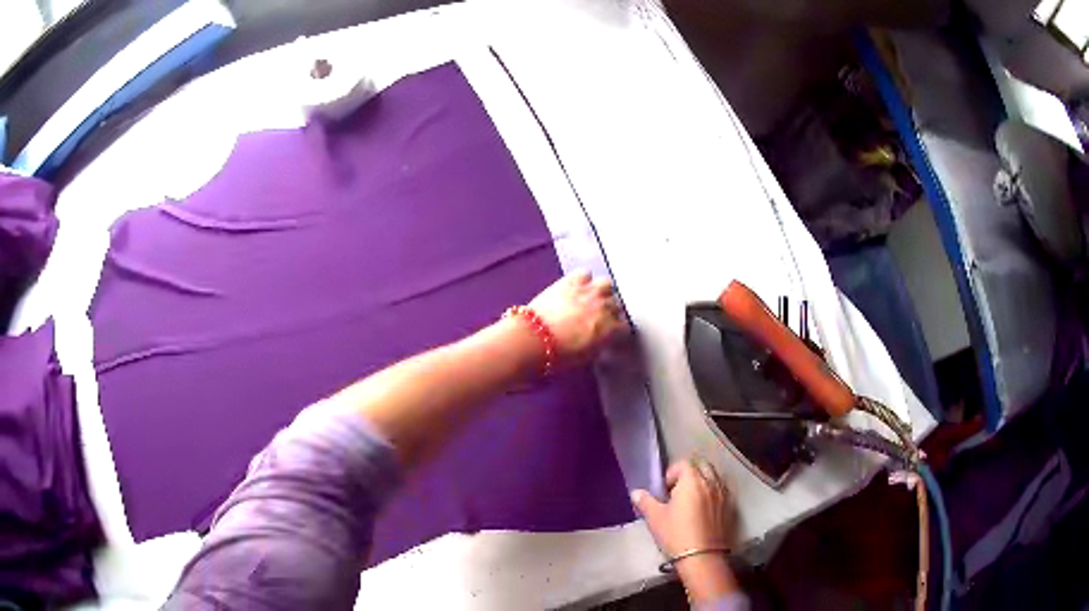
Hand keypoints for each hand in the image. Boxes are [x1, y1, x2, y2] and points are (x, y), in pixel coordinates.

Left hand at [528, 271, 626, 363]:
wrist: (534, 338)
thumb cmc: (559, 354)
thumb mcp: (586, 357)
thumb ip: (599, 346)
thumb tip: (600, 342)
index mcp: (611, 329)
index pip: (624, 326)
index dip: (616, 330)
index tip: (610, 333)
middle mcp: (605, 307)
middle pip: (616, 305)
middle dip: (609, 311)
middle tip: (598, 317)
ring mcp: (590, 291)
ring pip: (606, 284)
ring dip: (601, 291)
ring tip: (591, 299)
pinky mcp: (572, 281)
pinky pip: (585, 273)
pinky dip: (582, 280)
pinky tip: (576, 287)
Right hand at [632, 459, 738, 601]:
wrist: (702, 557)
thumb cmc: (676, 534)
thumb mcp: (655, 518)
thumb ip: (645, 502)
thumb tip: (636, 492)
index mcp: (692, 481)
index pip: (683, 464)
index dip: (672, 473)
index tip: (664, 489)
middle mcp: (710, 483)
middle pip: (702, 466)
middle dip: (690, 474)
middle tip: (678, 491)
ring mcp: (723, 495)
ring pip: (714, 478)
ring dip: (703, 483)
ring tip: (691, 500)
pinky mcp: (729, 508)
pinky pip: (721, 492)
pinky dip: (713, 494)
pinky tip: (704, 510)